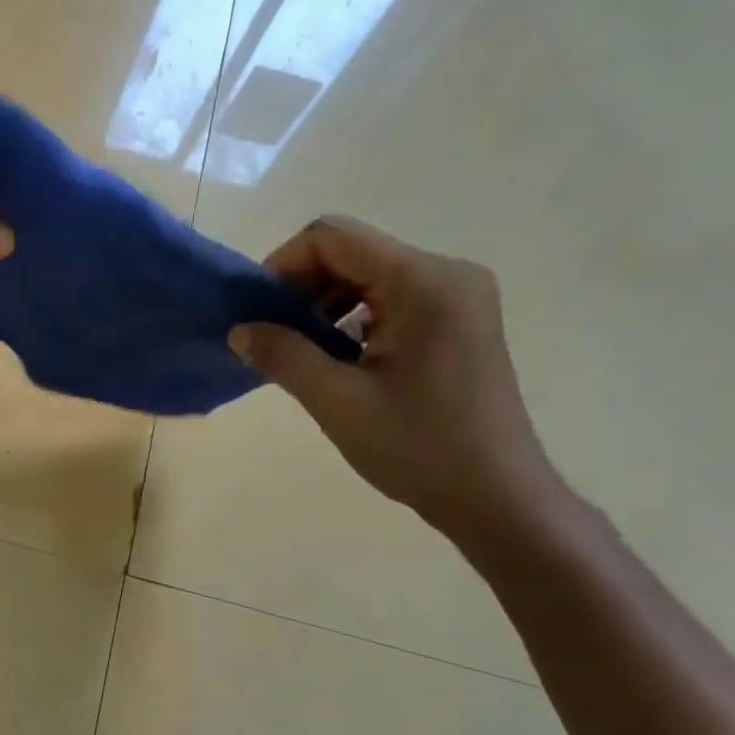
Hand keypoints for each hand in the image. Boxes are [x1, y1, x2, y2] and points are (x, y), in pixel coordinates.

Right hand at [228, 216, 559, 541]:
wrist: (495, 496)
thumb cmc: (418, 447)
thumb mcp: (337, 401)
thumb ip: (283, 355)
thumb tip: (239, 329)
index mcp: (424, 282)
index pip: (334, 238)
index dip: (283, 266)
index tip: (257, 312)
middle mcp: (447, 275)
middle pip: (351, 252)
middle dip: (301, 288)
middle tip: (271, 337)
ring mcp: (457, 298)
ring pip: (367, 276)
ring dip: (322, 306)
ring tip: (300, 353)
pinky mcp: (456, 322)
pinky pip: (388, 300)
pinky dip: (350, 320)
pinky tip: (335, 361)